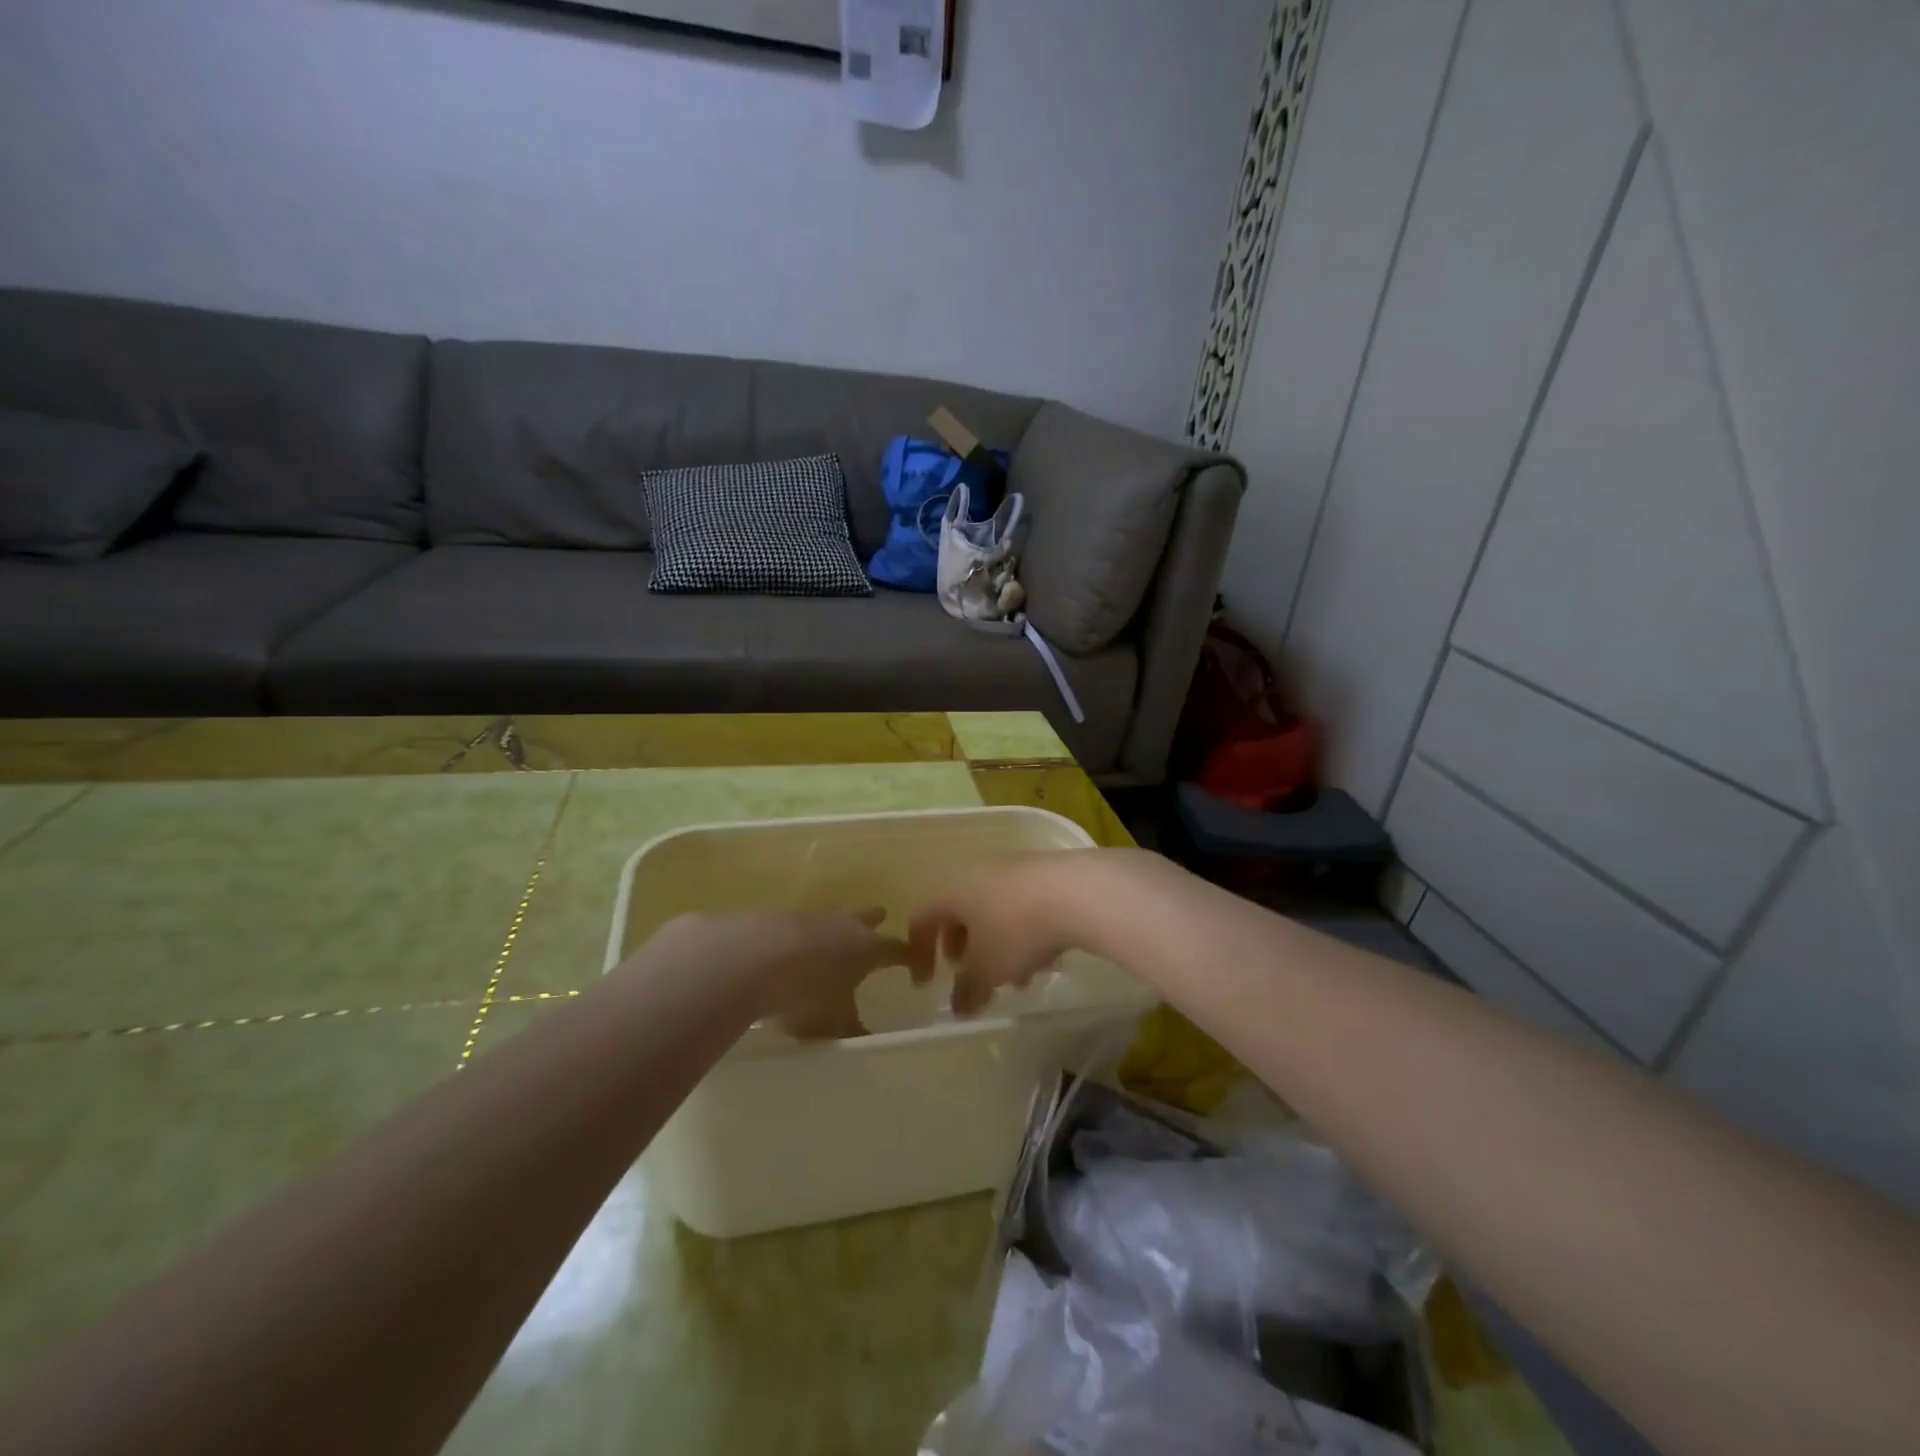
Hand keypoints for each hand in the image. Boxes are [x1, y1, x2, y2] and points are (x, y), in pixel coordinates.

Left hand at [643, 908, 908, 1039]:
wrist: (751, 959)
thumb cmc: (806, 994)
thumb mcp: (834, 1025)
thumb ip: (853, 1032)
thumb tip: (869, 1042)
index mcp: (867, 948)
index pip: (898, 949)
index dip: (909, 959)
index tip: (915, 970)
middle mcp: (842, 925)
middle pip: (865, 917)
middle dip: (873, 922)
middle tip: (878, 925)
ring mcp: (808, 917)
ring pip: (829, 919)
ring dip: (833, 929)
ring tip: (829, 945)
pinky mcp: (775, 919)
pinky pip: (796, 927)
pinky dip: (799, 938)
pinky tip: (789, 953)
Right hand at [909, 851, 1116, 1015]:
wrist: (1077, 891)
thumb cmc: (1017, 930)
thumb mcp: (989, 969)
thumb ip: (969, 990)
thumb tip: (959, 1007)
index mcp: (953, 892)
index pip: (922, 920)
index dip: (919, 954)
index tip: (927, 985)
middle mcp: (977, 874)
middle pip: (959, 912)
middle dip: (963, 948)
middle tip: (972, 975)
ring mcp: (1012, 869)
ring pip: (993, 910)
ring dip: (997, 944)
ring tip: (1016, 977)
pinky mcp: (1043, 872)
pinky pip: (1021, 904)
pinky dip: (1022, 931)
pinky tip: (1044, 957)